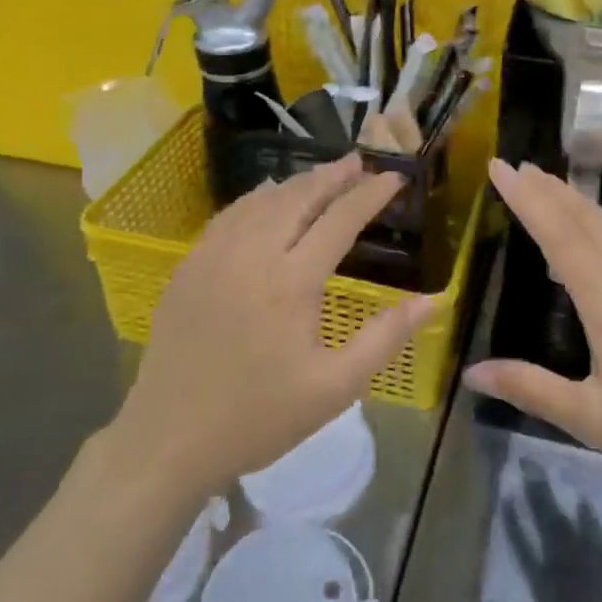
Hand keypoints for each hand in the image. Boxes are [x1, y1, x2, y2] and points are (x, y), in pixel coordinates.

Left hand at [112, 154, 432, 500]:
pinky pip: (229, 216)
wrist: (169, 440)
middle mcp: (252, 255)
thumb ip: (385, 337)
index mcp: (291, 282)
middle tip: (360, 161)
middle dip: (333, 175)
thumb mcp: (335, 388)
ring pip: (261, 201)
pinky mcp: (188, 267)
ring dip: (296, 182)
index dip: (370, 195)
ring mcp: (213, 256)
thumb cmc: (259, 417)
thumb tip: (433, 299)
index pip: (339, 220)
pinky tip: (267, 200)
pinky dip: (257, 198)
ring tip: (323, 175)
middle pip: (298, 197)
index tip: (394, 178)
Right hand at [464, 160, 601, 500]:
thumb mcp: (590, 418)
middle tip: (518, 167)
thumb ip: (530, 388)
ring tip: (554, 190)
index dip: (525, 197)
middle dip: (548, 189)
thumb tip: (472, 374)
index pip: (557, 234)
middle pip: (586, 218)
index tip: (500, 167)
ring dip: (582, 203)